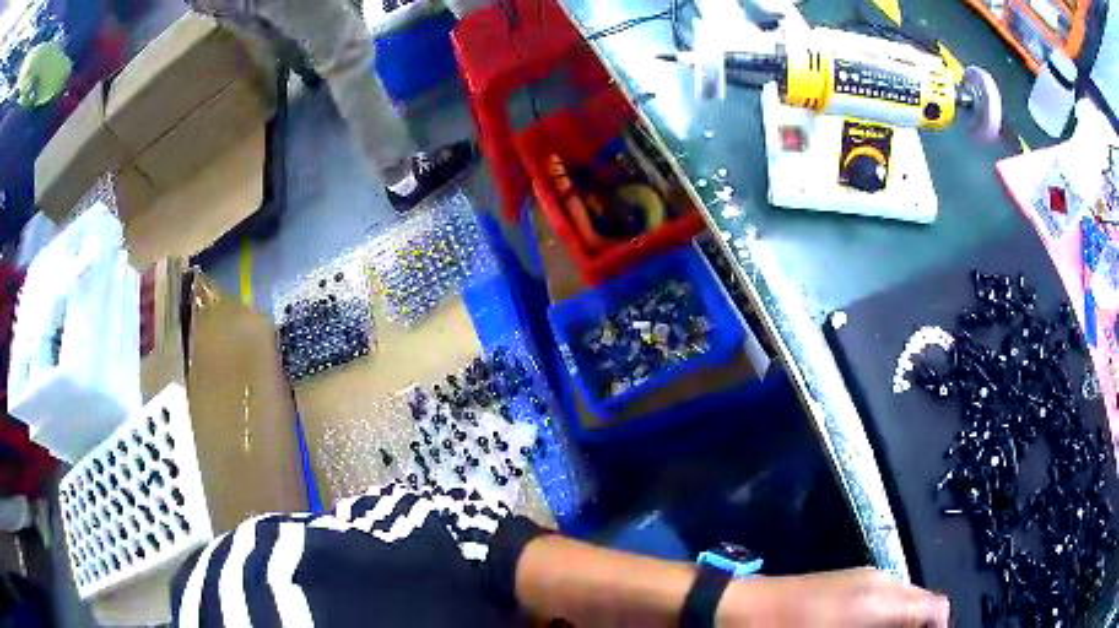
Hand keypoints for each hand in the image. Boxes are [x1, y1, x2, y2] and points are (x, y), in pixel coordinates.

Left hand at [717, 567, 950, 626]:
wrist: (741, 610)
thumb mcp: (853, 627)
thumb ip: (894, 623)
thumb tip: (923, 623)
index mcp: (886, 595)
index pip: (935, 608)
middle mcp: (882, 581)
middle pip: (922, 604)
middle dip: (919, 627)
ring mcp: (864, 580)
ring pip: (902, 602)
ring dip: (902, 624)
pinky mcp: (846, 583)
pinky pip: (881, 600)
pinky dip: (885, 617)